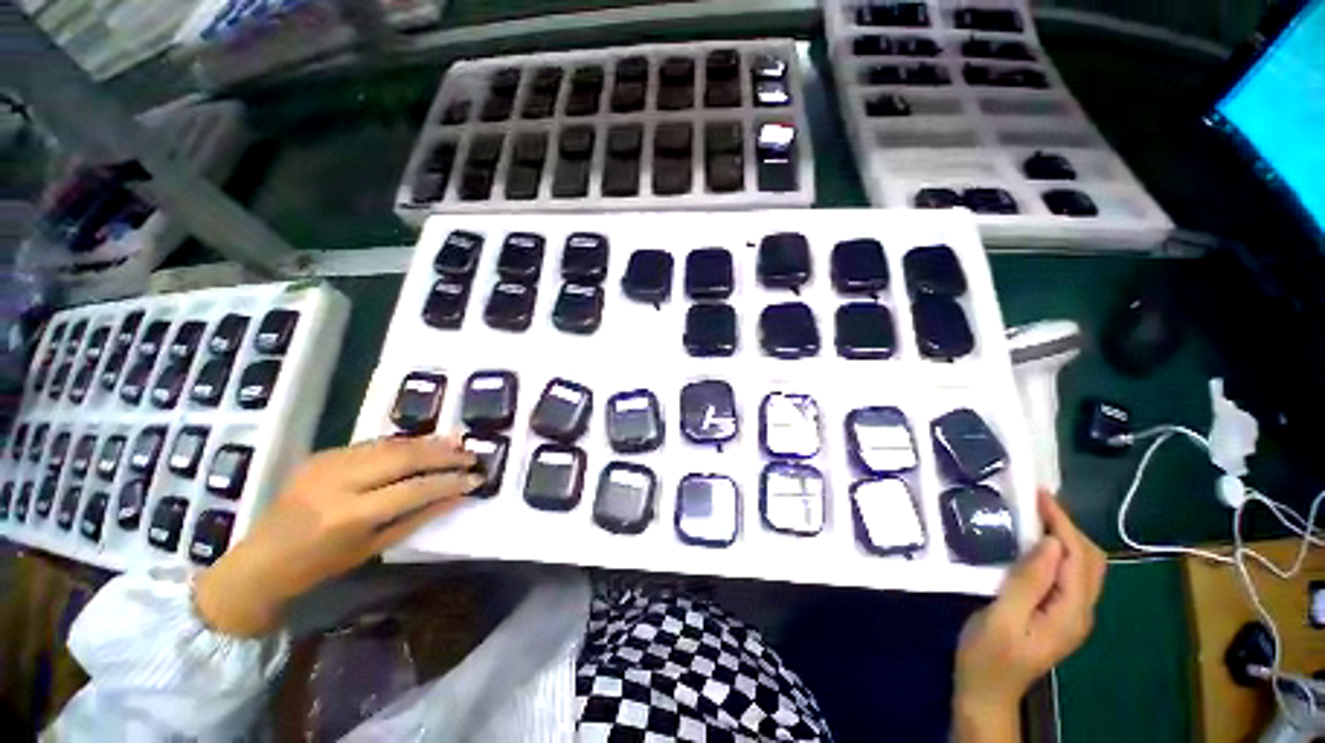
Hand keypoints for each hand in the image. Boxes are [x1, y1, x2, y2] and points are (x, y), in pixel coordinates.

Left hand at [195, 435, 481, 637]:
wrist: (261, 559)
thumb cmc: (320, 565)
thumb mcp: (374, 548)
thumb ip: (419, 518)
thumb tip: (458, 496)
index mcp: (350, 515)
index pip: (414, 490)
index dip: (450, 482)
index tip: (477, 478)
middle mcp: (339, 482)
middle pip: (404, 458)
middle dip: (444, 455)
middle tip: (472, 455)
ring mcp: (329, 463)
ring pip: (391, 444)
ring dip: (429, 443)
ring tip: (458, 443)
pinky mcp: (324, 454)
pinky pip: (374, 444)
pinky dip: (404, 443)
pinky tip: (424, 444)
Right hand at [953, 490, 1106, 739]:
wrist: (986, 691)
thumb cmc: (987, 656)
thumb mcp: (1002, 618)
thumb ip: (1029, 582)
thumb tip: (1051, 543)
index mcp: (1070, 613)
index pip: (1078, 557)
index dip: (1062, 523)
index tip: (1036, 494)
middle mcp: (1081, 612)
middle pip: (1090, 560)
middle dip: (1068, 526)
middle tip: (1033, 501)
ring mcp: (1070, 615)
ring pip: (1083, 567)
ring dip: (1064, 537)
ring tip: (1033, 514)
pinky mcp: (1057, 614)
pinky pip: (1068, 575)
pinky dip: (1056, 552)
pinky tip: (1033, 544)